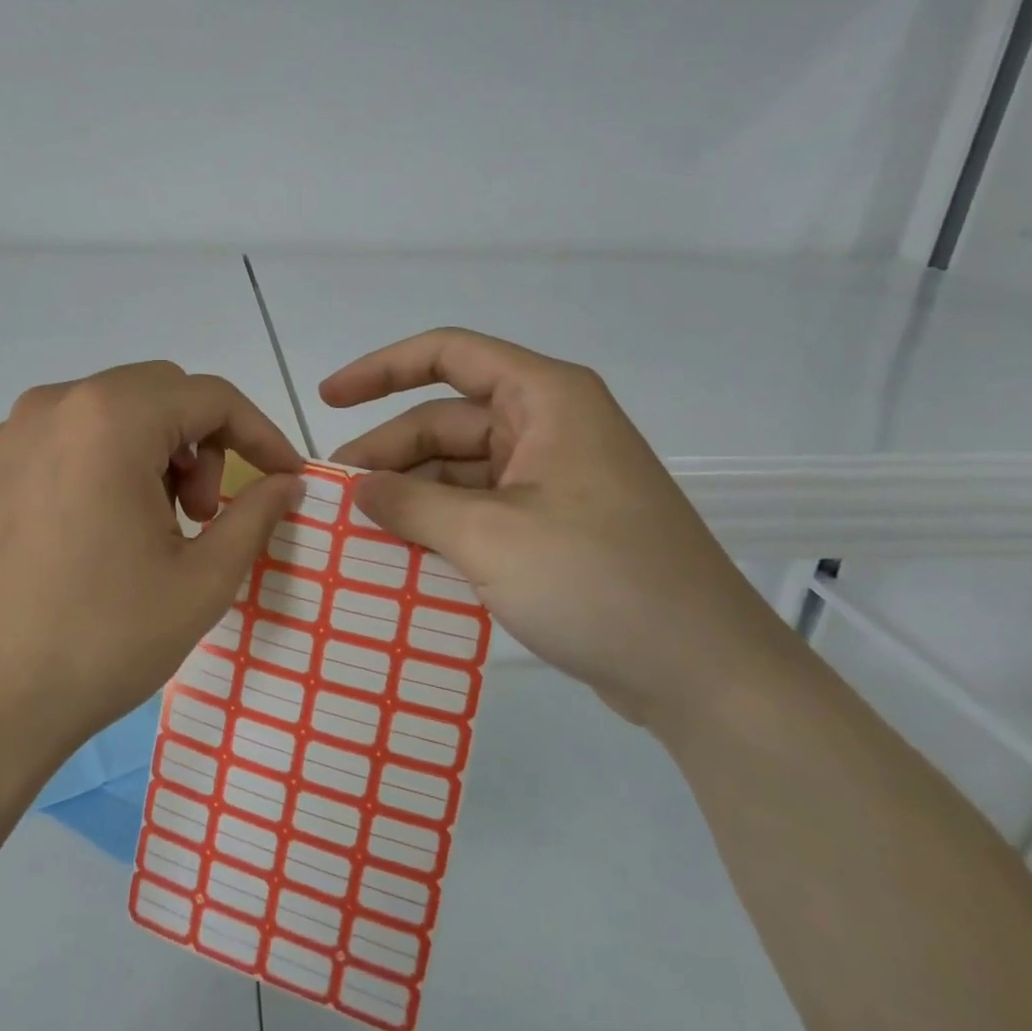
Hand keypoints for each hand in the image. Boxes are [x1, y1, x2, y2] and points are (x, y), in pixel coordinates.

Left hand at [0, 361, 303, 775]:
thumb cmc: (103, 639)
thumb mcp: (201, 581)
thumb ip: (256, 515)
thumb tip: (287, 483)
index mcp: (112, 420)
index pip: (211, 397)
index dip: (260, 433)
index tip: (287, 477)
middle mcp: (58, 404)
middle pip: (162, 393)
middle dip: (206, 442)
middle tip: (206, 514)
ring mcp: (16, 432)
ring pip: (117, 410)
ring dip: (158, 449)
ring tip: (158, 525)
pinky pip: (74, 434)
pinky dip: (112, 458)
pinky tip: (108, 524)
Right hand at [324, 329, 801, 730]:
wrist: (704, 674)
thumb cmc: (598, 581)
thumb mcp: (489, 537)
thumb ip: (411, 505)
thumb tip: (359, 489)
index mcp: (546, 400)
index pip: (449, 355)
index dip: (381, 369)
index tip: (327, 400)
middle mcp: (550, 428)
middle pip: (446, 421)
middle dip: (388, 455)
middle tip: (335, 498)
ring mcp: (553, 481)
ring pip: (459, 471)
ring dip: (410, 497)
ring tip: (357, 534)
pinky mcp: (555, 527)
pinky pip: (479, 510)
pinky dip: (439, 527)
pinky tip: (401, 557)